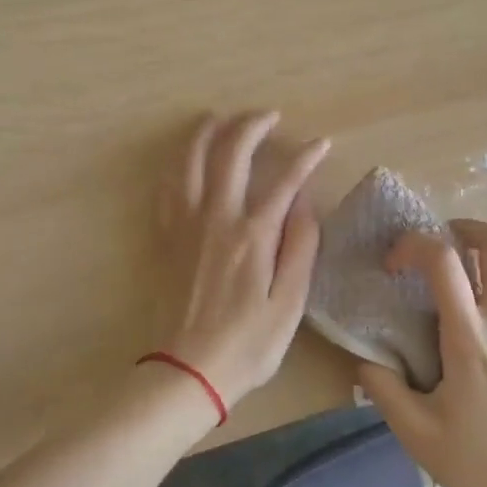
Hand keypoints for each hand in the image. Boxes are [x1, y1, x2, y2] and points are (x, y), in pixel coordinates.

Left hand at [157, 111, 329, 408]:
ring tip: (221, 117)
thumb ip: (300, 247)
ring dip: (206, 132)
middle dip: (252, 126)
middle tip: (269, 116)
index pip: (284, 180)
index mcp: (252, 235)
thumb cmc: (248, 343)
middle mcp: (216, 218)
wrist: (188, 370)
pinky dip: (177, 163)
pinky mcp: (166, 238)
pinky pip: (167, 187)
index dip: (305, 157)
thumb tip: (304, 202)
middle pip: (231, 154)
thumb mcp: (290, 303)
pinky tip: (184, 157)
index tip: (320, 143)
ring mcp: (185, 225)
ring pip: (190, 161)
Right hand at [357, 221, 486, 486]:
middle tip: (436, 245)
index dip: (413, 245)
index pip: (445, 260)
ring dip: (474, 274)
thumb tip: (366, 360)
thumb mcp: (416, 432)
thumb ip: (383, 388)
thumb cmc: (478, 466)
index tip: (393, 266)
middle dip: (464, 228)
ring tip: (443, 311)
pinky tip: (472, 357)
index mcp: (471, 339)